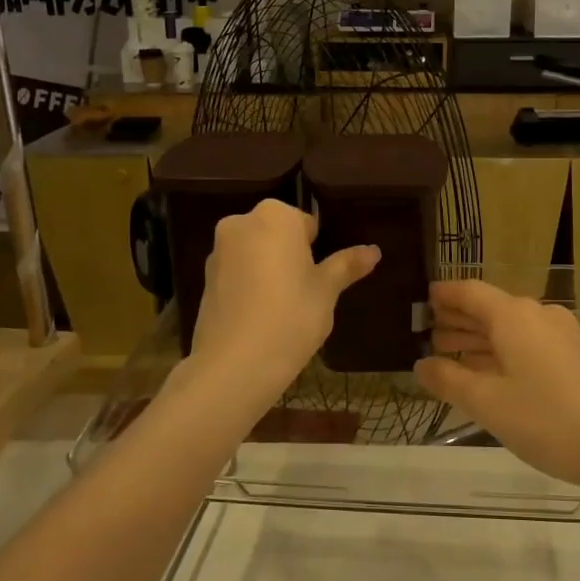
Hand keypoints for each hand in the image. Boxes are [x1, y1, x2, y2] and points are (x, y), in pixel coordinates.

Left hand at [185, 199, 378, 401]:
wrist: (235, 364)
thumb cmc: (291, 317)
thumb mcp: (326, 291)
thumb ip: (347, 265)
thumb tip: (374, 250)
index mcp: (275, 216)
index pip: (306, 223)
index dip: (317, 250)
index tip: (320, 279)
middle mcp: (241, 223)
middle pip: (277, 235)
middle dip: (290, 257)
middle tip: (305, 294)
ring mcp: (218, 251)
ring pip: (255, 253)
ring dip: (268, 271)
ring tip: (282, 309)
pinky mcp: (205, 279)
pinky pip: (237, 274)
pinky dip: (249, 287)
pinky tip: (259, 317)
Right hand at [414, 279, 579, 491]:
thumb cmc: (547, 419)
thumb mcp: (487, 403)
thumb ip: (449, 380)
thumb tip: (420, 365)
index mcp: (514, 316)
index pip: (470, 291)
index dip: (444, 294)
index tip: (421, 299)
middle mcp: (538, 315)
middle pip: (490, 308)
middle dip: (458, 319)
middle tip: (426, 334)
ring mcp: (561, 335)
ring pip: (509, 328)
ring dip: (478, 338)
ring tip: (449, 353)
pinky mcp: (575, 356)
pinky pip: (527, 343)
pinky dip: (501, 351)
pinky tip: (487, 373)